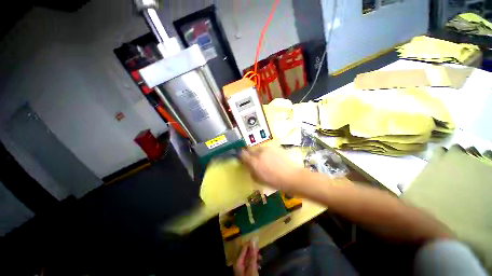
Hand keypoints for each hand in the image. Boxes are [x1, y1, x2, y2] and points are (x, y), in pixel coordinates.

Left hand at [234, 241, 260, 275]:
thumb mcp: (252, 267)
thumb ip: (252, 255)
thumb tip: (253, 242)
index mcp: (238, 261)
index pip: (243, 248)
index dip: (249, 243)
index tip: (255, 238)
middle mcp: (238, 263)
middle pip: (245, 253)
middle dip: (252, 250)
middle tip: (259, 248)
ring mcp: (241, 268)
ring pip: (248, 258)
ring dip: (254, 257)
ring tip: (260, 257)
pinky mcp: (244, 272)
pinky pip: (249, 264)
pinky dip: (254, 263)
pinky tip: (258, 265)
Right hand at [240, 147, 302, 191]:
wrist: (291, 176)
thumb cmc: (274, 182)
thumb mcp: (259, 179)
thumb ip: (251, 170)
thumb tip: (247, 165)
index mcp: (254, 162)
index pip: (242, 154)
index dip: (241, 156)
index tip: (242, 159)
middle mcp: (259, 153)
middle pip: (250, 150)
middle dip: (249, 154)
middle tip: (253, 160)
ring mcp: (267, 149)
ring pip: (258, 149)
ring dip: (258, 153)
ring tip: (263, 159)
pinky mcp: (274, 147)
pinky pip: (266, 149)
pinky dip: (266, 152)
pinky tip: (271, 158)